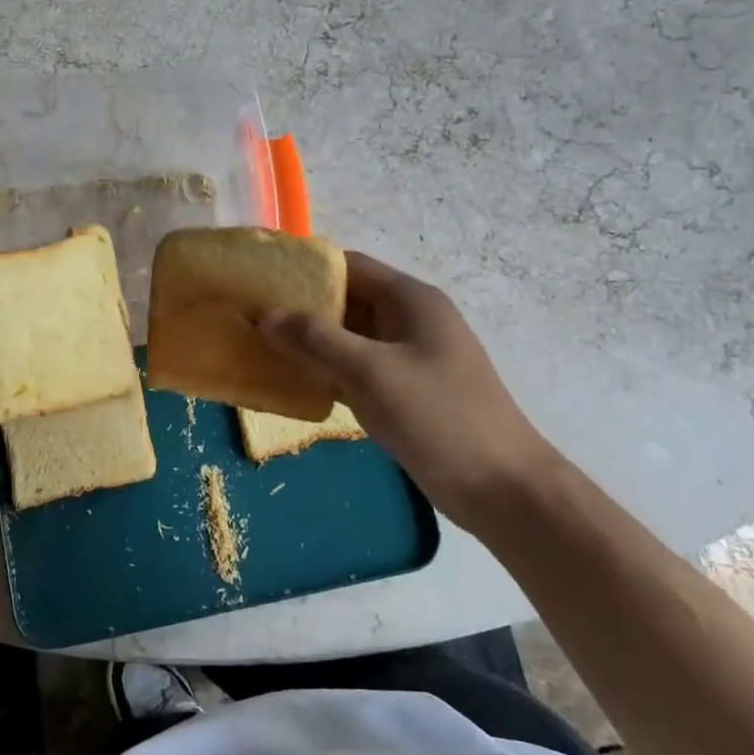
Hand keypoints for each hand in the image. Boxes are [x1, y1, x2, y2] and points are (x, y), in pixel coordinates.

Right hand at [260, 252, 561, 529]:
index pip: (349, 266)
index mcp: (411, 300)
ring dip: (312, 342)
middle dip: (301, 309)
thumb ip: (316, 339)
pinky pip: (358, 368)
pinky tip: (295, 382)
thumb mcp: (371, 372)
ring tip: (262, 347)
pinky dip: (328, 371)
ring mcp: (409, 357)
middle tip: (252, 318)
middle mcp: (410, 320)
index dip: (304, 270)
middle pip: (347, 301)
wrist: (501, 488)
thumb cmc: (438, 417)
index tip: (260, 281)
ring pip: (350, 338)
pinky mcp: (406, 390)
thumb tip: (265, 314)